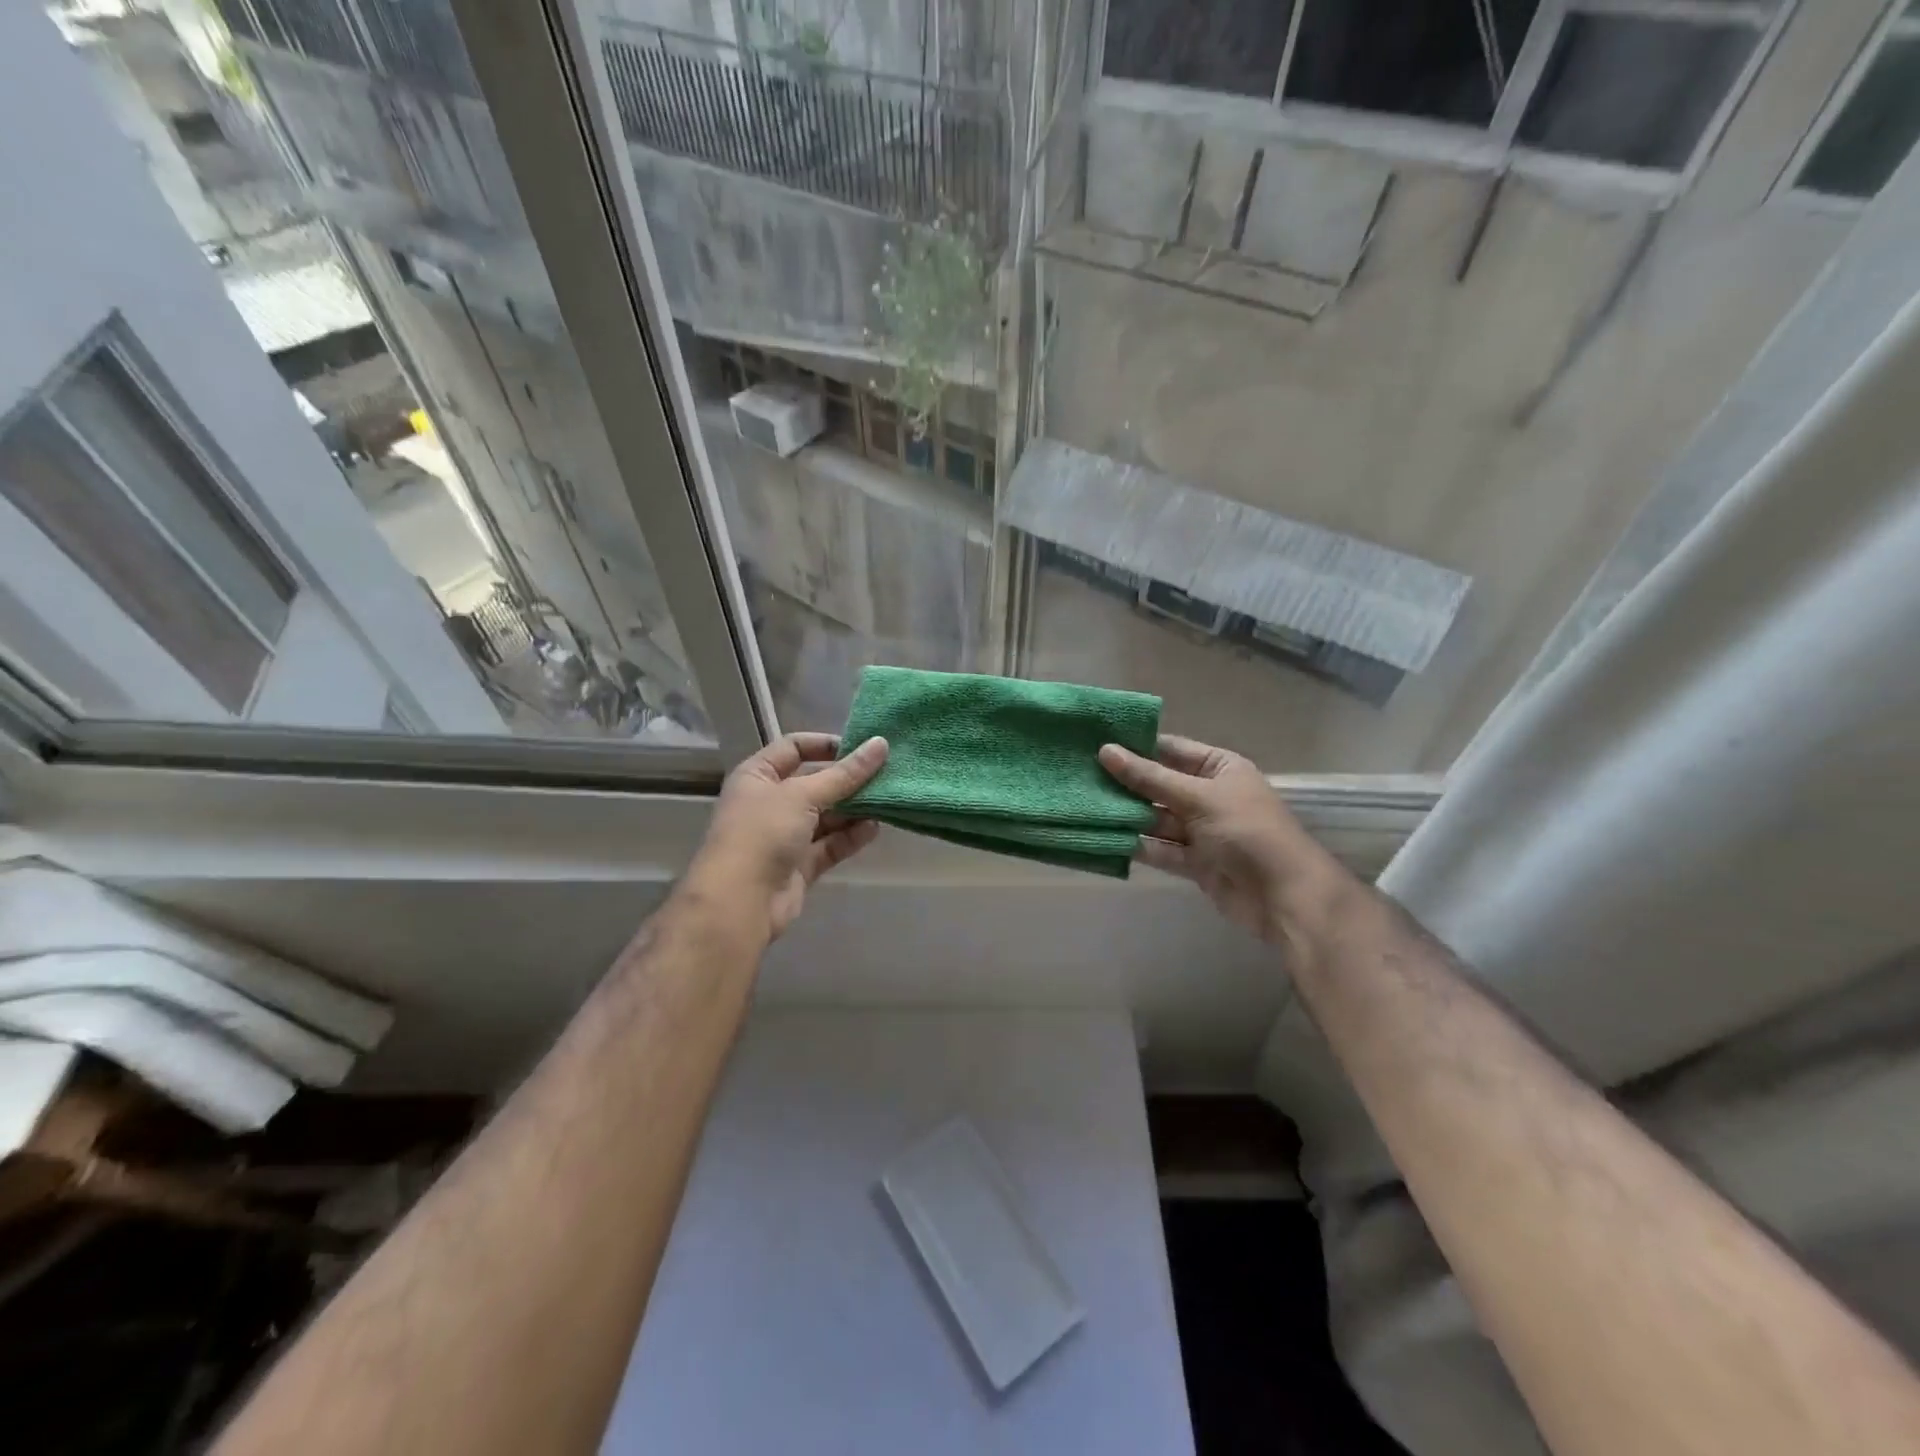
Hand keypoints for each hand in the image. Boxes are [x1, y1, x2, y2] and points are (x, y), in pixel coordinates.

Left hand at [685, 733, 889, 941]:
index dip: (825, 744)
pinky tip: (874, 829)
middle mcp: (770, 802)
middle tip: (885, 774)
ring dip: (854, 809)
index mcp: (758, 775)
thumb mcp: (803, 795)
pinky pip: (830, 845)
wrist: (739, 903)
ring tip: (886, 800)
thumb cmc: (762, 833)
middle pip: (814, 783)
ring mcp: (784, 836)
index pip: (793, 747)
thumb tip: (880, 744)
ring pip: (826, 816)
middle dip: (848, 780)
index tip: (861, 747)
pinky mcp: (799, 865)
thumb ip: (845, 773)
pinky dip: (850, 836)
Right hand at [1099, 735, 1349, 945]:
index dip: (1136, 747)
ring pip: (1156, 819)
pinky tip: (1105, 838)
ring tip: (1084, 807)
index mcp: (1219, 768)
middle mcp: (1208, 795)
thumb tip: (1106, 751)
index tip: (1095, 743)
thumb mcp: (1197, 797)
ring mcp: (1201, 830)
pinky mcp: (1194, 862)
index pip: (1171, 750)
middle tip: (1080, 776)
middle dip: (1125, 784)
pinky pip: (1160, 848)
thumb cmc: (1246, 831)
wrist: (1284, 896)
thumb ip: (1149, 778)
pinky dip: (1137, 845)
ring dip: (1127, 816)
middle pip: (1159, 785)